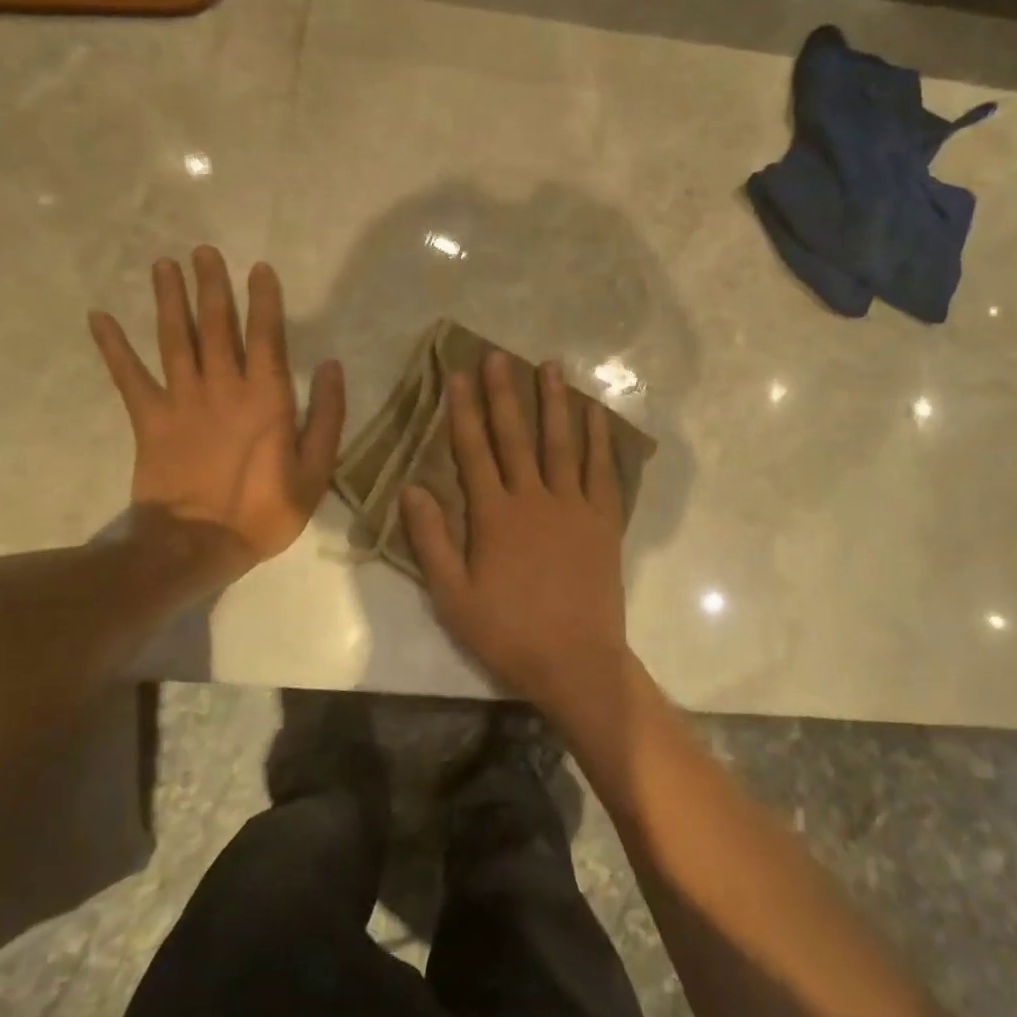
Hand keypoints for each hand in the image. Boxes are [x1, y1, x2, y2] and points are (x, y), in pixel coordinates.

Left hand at [89, 248, 344, 573]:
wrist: (197, 545)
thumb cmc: (264, 511)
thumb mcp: (315, 471)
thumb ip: (327, 417)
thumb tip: (330, 367)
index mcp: (266, 397)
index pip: (266, 336)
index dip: (263, 300)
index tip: (258, 268)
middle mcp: (223, 387)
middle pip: (216, 326)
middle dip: (212, 286)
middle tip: (204, 251)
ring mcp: (182, 401)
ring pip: (174, 339)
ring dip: (169, 300)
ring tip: (164, 265)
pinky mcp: (149, 420)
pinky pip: (128, 377)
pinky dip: (113, 347)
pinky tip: (99, 317)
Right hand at [402, 352, 632, 715]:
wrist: (574, 660)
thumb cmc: (507, 631)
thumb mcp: (453, 595)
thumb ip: (432, 539)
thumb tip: (412, 487)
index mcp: (494, 515)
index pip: (474, 450)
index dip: (464, 411)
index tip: (459, 375)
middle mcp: (534, 498)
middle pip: (516, 436)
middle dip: (505, 393)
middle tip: (499, 356)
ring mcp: (573, 505)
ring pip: (561, 442)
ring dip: (554, 402)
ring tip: (550, 366)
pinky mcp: (603, 519)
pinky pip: (601, 469)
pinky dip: (599, 439)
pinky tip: (596, 413)